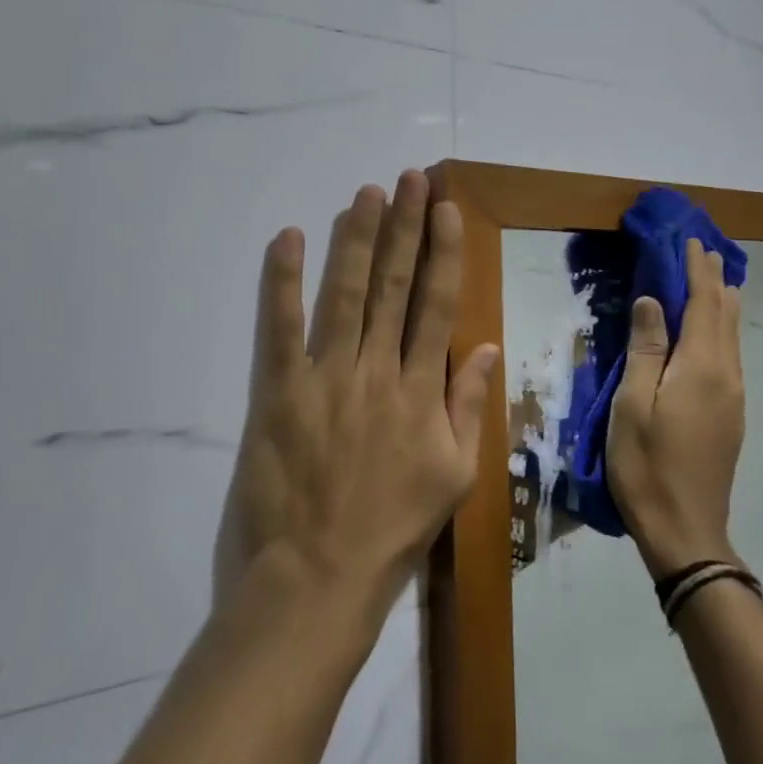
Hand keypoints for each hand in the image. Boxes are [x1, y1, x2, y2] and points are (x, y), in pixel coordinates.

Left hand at [213, 171, 499, 628]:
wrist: (316, 583)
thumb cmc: (391, 534)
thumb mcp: (453, 478)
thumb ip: (469, 408)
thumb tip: (484, 347)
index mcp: (421, 391)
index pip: (437, 305)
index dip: (443, 252)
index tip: (446, 209)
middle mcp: (377, 371)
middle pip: (395, 286)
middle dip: (404, 227)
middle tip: (410, 179)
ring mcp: (326, 378)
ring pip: (345, 294)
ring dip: (356, 239)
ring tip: (366, 193)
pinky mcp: (278, 392)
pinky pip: (279, 327)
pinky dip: (283, 280)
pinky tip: (288, 237)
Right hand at [607, 238, 745, 579]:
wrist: (685, 530)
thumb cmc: (647, 465)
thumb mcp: (633, 403)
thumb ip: (646, 348)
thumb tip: (653, 300)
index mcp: (702, 367)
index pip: (704, 303)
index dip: (696, 270)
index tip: (690, 240)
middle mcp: (727, 375)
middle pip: (725, 315)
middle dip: (714, 280)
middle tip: (702, 251)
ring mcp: (734, 397)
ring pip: (733, 336)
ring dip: (721, 303)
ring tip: (712, 280)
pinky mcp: (731, 414)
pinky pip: (730, 355)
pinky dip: (721, 328)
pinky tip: (711, 330)